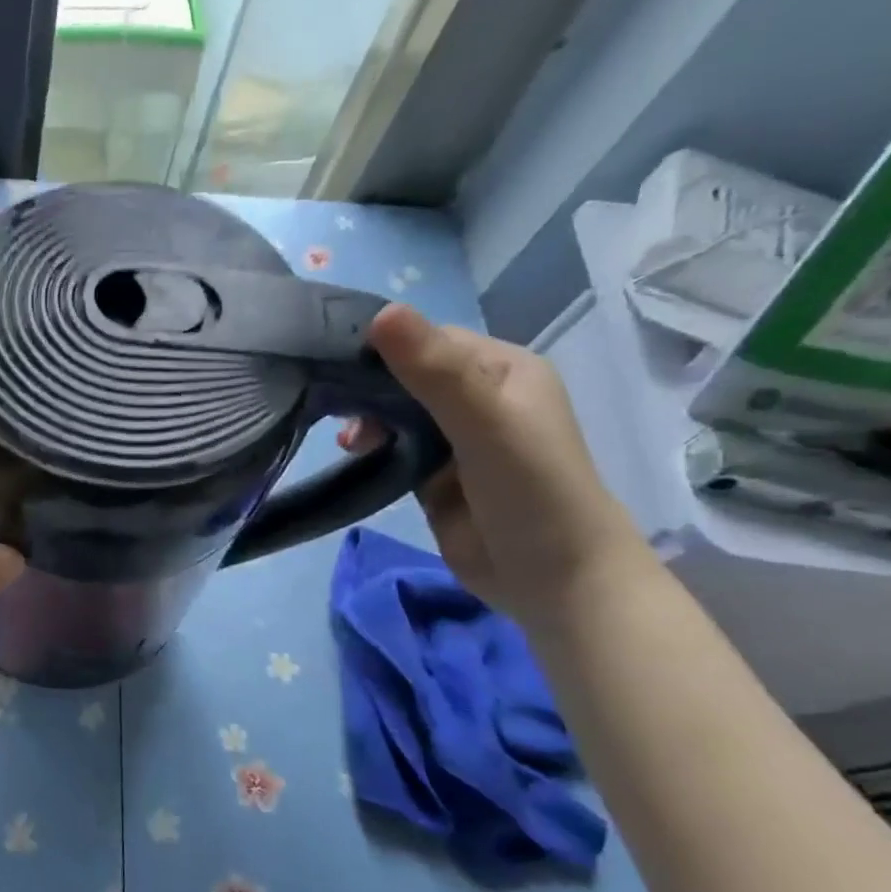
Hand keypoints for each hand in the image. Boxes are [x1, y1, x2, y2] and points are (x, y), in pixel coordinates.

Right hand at [342, 305, 652, 623]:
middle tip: (337, 409)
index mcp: (503, 370)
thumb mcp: (483, 422)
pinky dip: (372, 447)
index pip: (432, 341)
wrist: (553, 579)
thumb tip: (381, 312)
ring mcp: (457, 440)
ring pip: (398, 413)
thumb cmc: (529, 490)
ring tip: (348, 441)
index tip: (339, 365)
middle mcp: (480, 398)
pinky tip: (353, 454)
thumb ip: (434, 371)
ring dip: (368, 419)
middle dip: (370, 388)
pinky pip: (395, 448)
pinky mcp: (436, 477)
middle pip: (410, 376)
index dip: (387, 348)